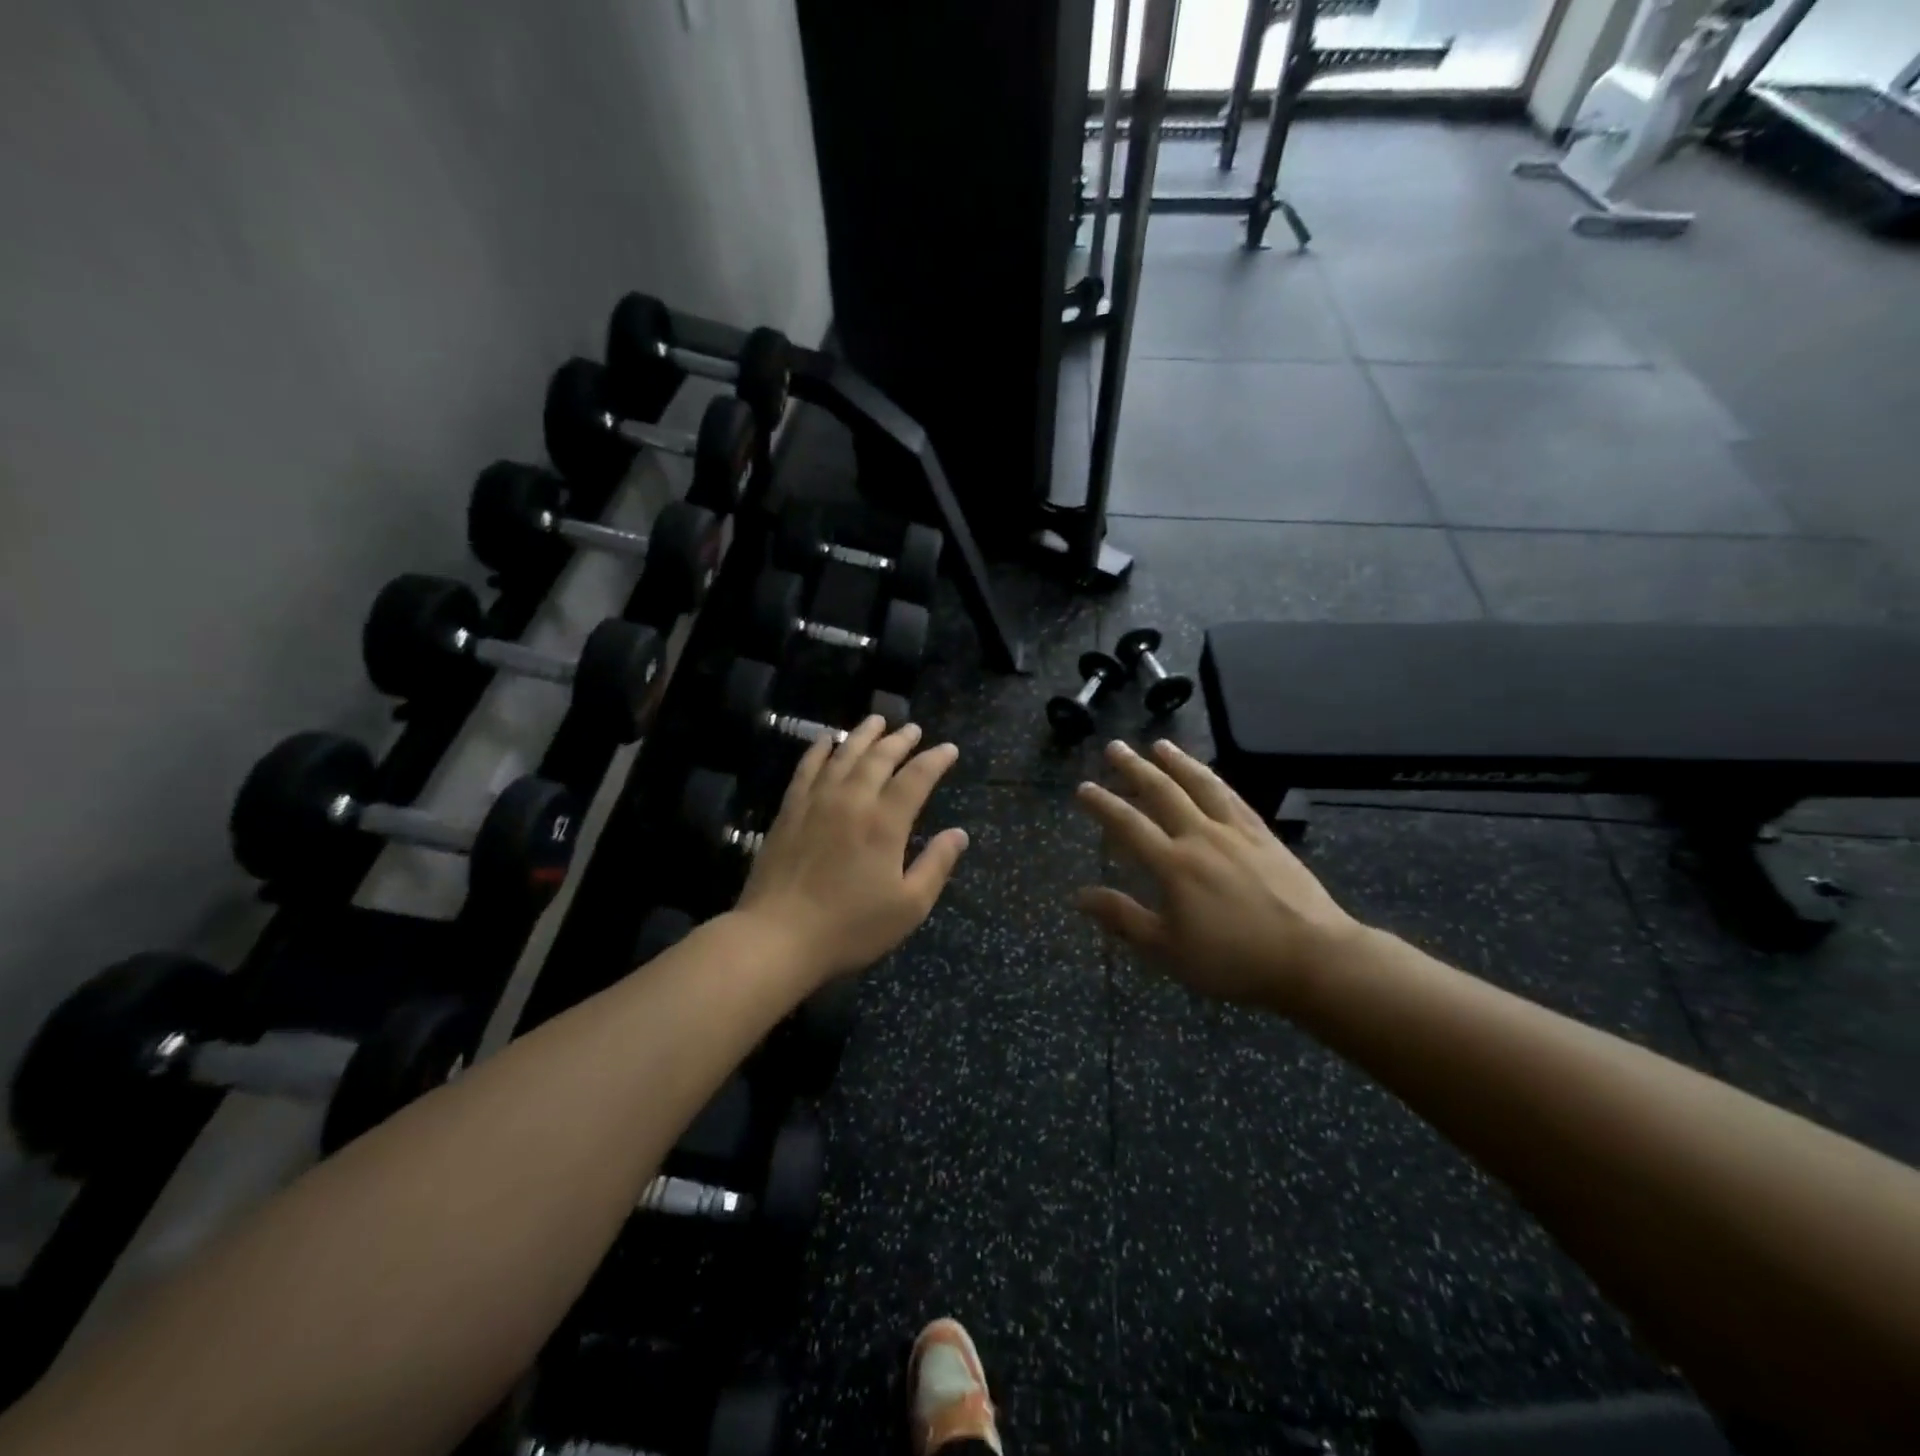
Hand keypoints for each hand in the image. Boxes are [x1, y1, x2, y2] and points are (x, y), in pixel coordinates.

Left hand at [735, 717, 968, 984]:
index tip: (949, 749)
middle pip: (879, 757)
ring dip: (862, 735)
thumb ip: (936, 865)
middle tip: (913, 729)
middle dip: (900, 740)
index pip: (916, 777)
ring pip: (843, 755)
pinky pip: (806, 768)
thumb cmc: (850, 927)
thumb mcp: (908, 906)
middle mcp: (851, 800)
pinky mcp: (789, 811)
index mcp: (885, 822)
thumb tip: (959, 834)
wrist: (777, 937)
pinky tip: (825, 740)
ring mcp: (816, 802)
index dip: (935, 760)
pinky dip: (819, 750)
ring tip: (876, 720)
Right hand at [1074, 740, 1360, 1010]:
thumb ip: (1123, 918)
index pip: (1128, 825)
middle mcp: (1201, 837)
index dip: (1103, 804)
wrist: (1312, 957)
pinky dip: (1215, 780)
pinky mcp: (1264, 836)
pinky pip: (1233, 797)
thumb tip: (1079, 895)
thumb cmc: (1233, 961)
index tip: (1083, 787)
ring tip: (1159, 744)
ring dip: (1177, 762)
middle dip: (1134, 768)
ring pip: (1200, 785)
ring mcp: (1236, 832)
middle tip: (1114, 747)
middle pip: (1162, 792)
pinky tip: (1209, 775)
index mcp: (1173, 865)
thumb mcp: (1168, 950)